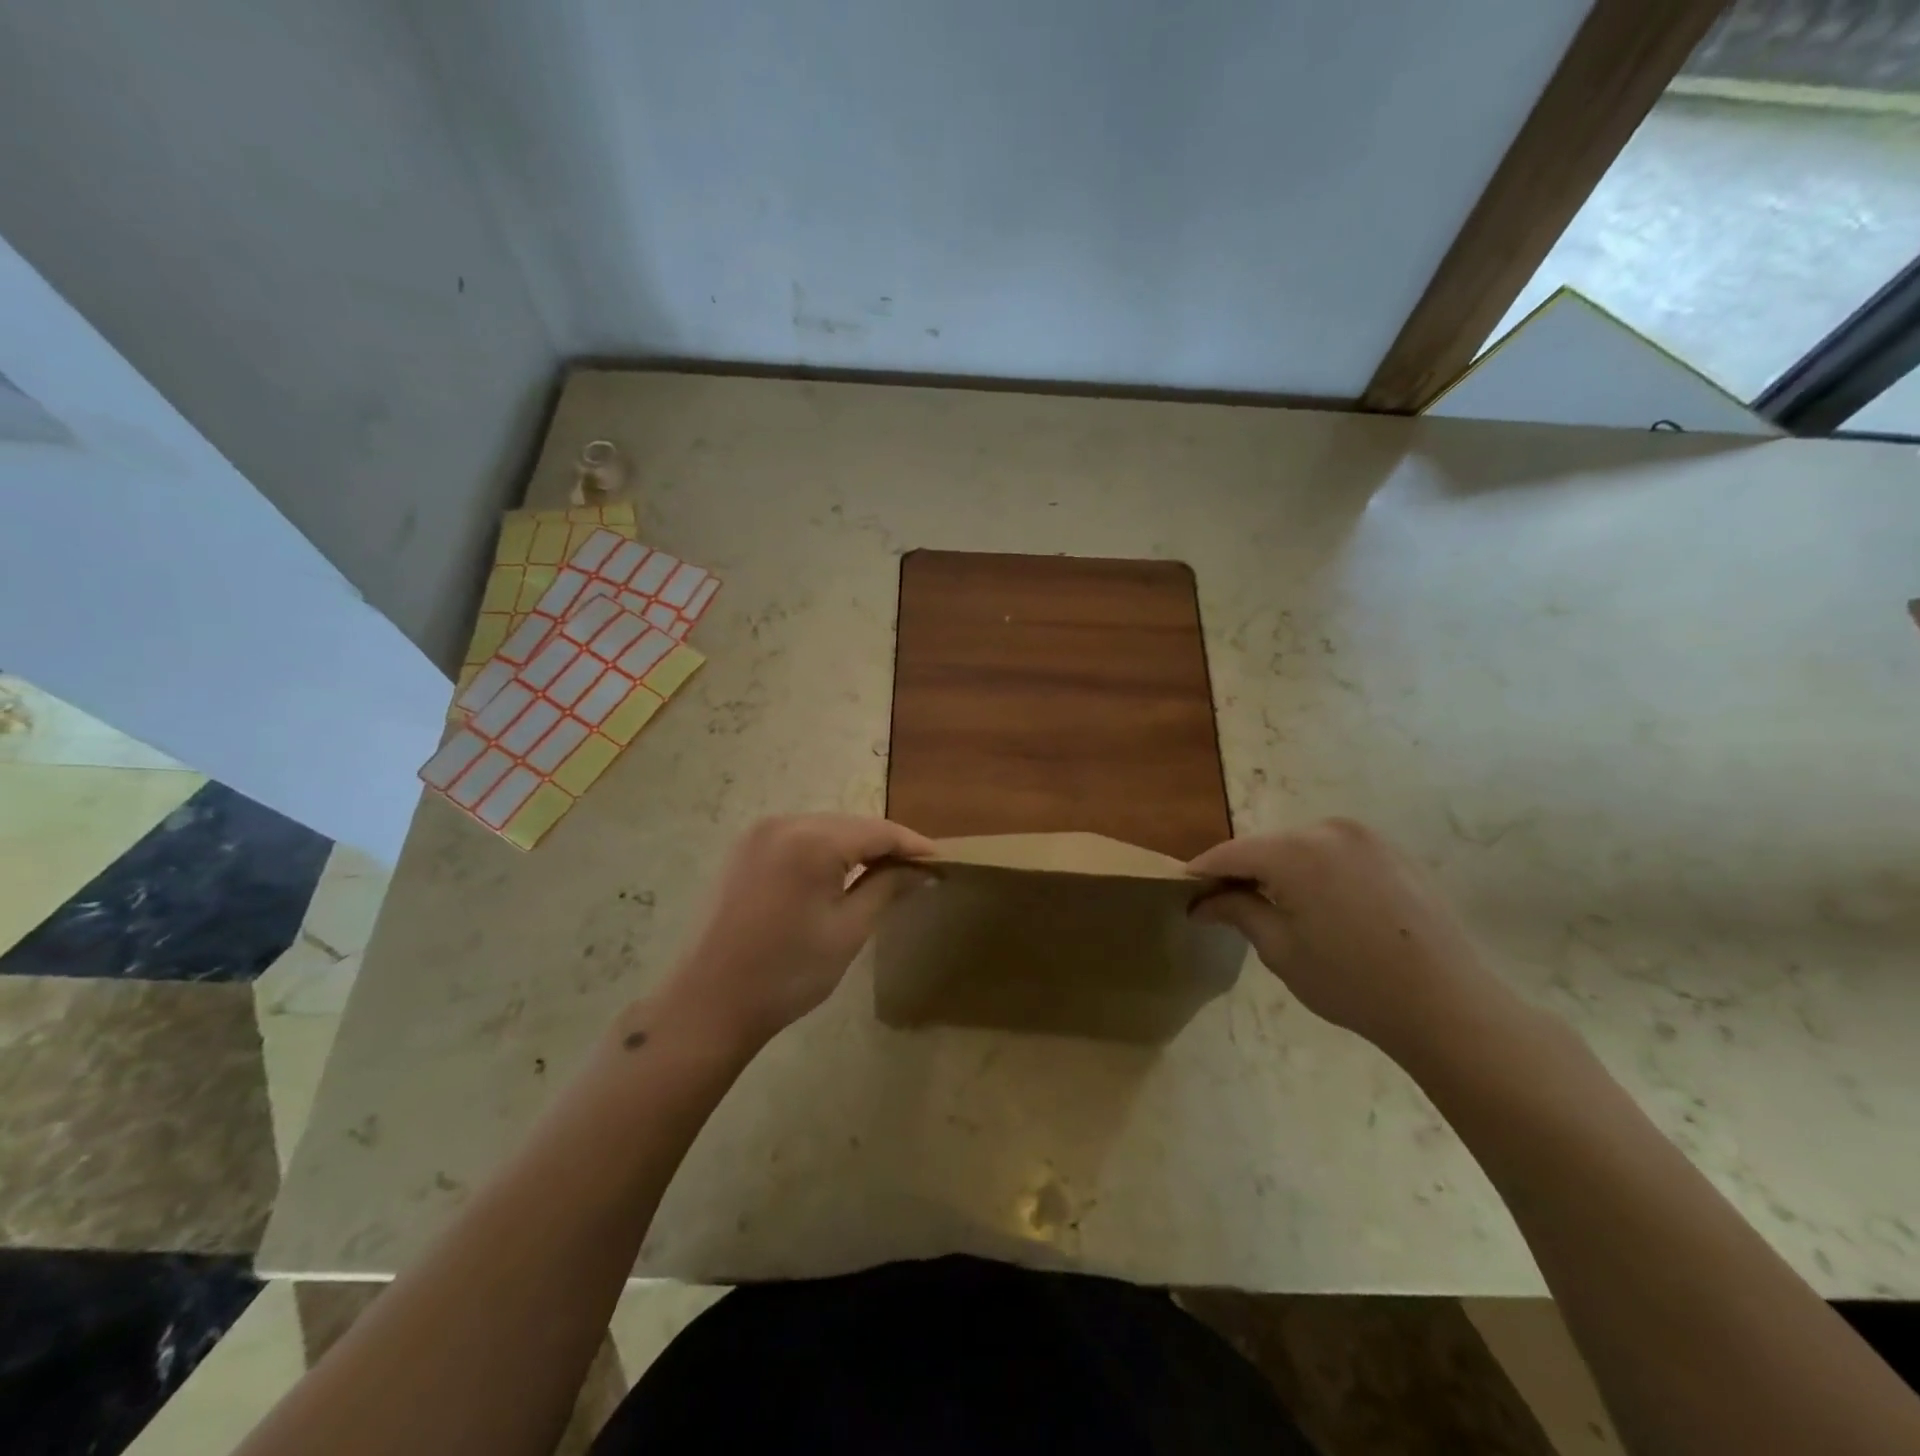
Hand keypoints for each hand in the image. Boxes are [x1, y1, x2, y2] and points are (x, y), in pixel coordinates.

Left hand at [659, 814, 935, 1048]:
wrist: (708, 1004)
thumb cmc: (787, 972)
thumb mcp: (849, 930)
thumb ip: (887, 888)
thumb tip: (922, 870)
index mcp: (813, 840)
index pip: (878, 831)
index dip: (913, 845)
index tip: (942, 861)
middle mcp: (784, 822)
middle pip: (851, 824)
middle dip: (885, 845)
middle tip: (917, 870)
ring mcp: (758, 834)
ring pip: (825, 829)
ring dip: (855, 847)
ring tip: (885, 872)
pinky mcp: (744, 849)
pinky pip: (798, 838)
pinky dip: (824, 851)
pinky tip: (839, 873)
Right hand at [1189, 818, 1511, 1061]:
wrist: (1448, 1005)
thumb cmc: (1352, 982)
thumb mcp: (1280, 949)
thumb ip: (1236, 912)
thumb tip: (1201, 902)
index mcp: (1294, 851)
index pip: (1229, 853)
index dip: (1202, 873)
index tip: (1185, 894)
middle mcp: (1327, 829)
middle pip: (1265, 845)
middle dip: (1242, 872)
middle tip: (1227, 906)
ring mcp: (1365, 837)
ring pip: (1299, 847)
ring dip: (1279, 870)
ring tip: (1275, 908)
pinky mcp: (1391, 851)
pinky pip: (1334, 853)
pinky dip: (1315, 871)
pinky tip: (1322, 907)